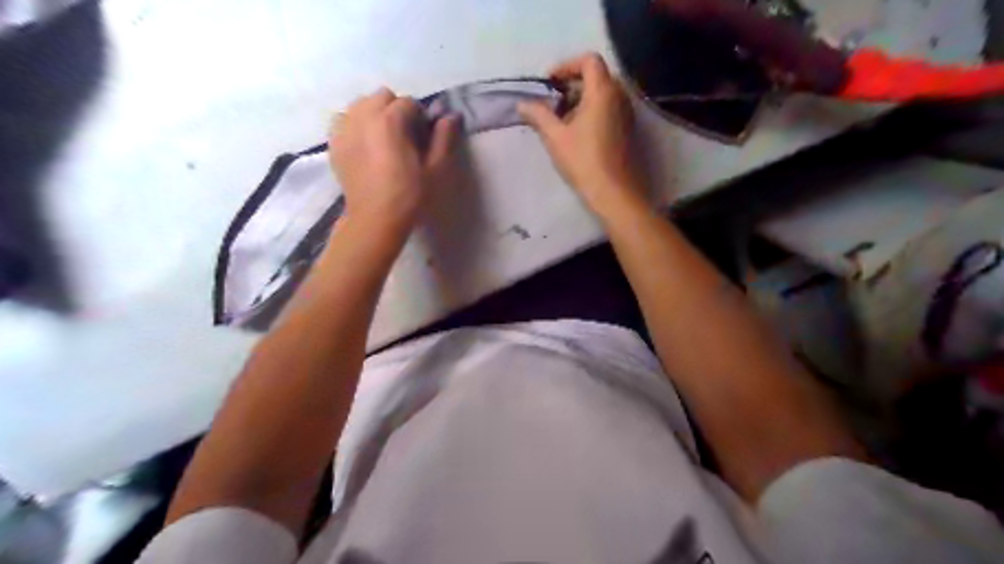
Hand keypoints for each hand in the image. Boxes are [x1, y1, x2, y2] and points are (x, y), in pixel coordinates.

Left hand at [330, 87, 457, 238]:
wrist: (376, 218)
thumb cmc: (410, 195)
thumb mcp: (436, 169)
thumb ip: (444, 138)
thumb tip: (450, 116)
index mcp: (390, 120)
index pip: (409, 102)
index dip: (420, 118)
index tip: (424, 137)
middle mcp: (364, 116)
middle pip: (382, 97)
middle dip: (396, 110)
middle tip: (404, 136)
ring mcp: (344, 128)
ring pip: (360, 105)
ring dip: (374, 114)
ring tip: (382, 139)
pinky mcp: (334, 143)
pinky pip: (342, 120)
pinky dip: (354, 124)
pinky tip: (364, 143)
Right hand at [514, 52, 646, 220]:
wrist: (613, 191)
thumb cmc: (583, 160)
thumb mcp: (555, 136)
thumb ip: (538, 115)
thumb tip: (522, 104)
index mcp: (603, 91)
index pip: (589, 61)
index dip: (567, 66)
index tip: (549, 83)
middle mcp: (619, 96)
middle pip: (596, 76)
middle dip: (572, 84)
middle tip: (552, 102)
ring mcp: (626, 113)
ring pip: (603, 94)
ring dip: (581, 99)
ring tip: (561, 119)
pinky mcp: (627, 129)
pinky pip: (609, 108)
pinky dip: (592, 111)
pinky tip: (577, 132)